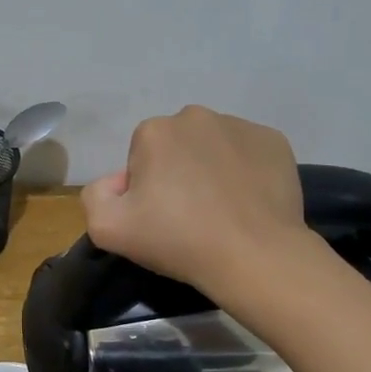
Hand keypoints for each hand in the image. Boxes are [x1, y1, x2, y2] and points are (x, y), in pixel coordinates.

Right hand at [81, 105, 307, 298]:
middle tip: (188, 215)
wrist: (254, 256)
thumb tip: (118, 181)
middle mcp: (196, 116)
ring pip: (213, 146)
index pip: (140, 156)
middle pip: (176, 145)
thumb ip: (95, 195)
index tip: (159, 217)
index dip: (145, 188)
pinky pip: (248, 153)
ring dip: (210, 169)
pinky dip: (244, 171)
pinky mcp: (275, 142)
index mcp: (155, 130)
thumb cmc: (178, 240)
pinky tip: (246, 202)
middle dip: (177, 172)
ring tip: (220, 210)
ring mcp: (241, 126)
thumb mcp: (107, 229)